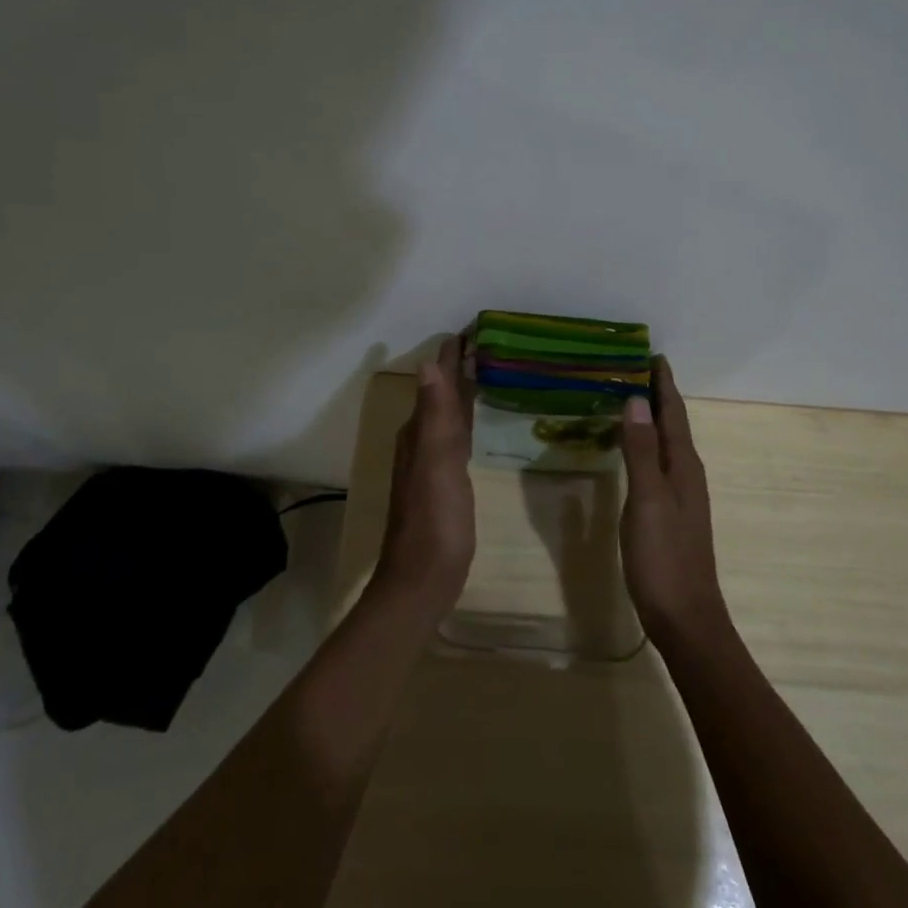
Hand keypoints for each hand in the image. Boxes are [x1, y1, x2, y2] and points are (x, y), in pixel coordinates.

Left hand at [372, 335, 476, 617]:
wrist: (422, 580)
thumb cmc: (435, 522)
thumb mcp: (438, 465)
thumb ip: (435, 416)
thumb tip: (429, 364)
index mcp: (420, 432)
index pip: (437, 381)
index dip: (452, 356)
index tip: (473, 328)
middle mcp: (421, 441)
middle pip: (441, 394)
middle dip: (458, 367)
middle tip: (487, 343)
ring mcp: (431, 463)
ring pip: (447, 414)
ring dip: (462, 391)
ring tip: (486, 370)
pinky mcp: (444, 482)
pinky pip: (456, 436)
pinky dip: (467, 419)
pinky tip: (477, 422)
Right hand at [620, 357, 728, 646]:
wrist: (686, 619)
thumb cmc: (664, 559)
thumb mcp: (649, 502)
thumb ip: (642, 452)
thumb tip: (635, 401)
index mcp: (684, 466)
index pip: (674, 413)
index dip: (663, 384)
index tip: (651, 353)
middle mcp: (687, 474)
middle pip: (673, 424)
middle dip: (656, 394)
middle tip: (629, 368)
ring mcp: (681, 495)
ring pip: (667, 443)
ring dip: (651, 418)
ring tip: (626, 398)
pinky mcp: (670, 512)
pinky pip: (658, 463)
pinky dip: (645, 444)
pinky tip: (630, 449)